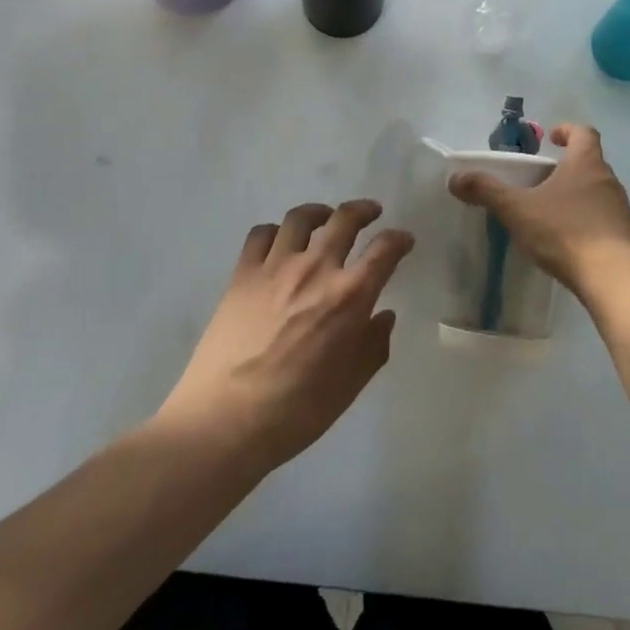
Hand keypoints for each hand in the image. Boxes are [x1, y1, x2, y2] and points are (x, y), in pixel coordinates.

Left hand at [159, 200, 413, 471]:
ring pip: (301, 218)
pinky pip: (262, 234)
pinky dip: (276, 231)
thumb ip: (373, 347)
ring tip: (324, 218)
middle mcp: (316, 269)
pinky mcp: (243, 273)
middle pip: (344, 219)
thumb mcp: (349, 386)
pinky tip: (280, 242)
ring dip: (320, 212)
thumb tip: (384, 316)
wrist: (225, 419)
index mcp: (349, 297)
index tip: (404, 240)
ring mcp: (276, 266)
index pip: (384, 251)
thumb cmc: (295, 411)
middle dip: (363, 210)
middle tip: (370, 212)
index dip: (399, 240)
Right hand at [449, 124, 629, 293]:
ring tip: (551, 212)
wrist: (614, 278)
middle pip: (590, 162)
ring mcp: (621, 209)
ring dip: (577, 195)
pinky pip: (604, 219)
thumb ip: (487, 191)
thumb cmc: (565, 232)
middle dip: (566, 167)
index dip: (566, 131)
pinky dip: (587, 221)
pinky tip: (569, 240)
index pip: (583, 132)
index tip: (551, 138)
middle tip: (541, 180)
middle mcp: (608, 179)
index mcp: (586, 163)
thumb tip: (456, 178)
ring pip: (597, 191)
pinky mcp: (626, 237)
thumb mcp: (518, 210)